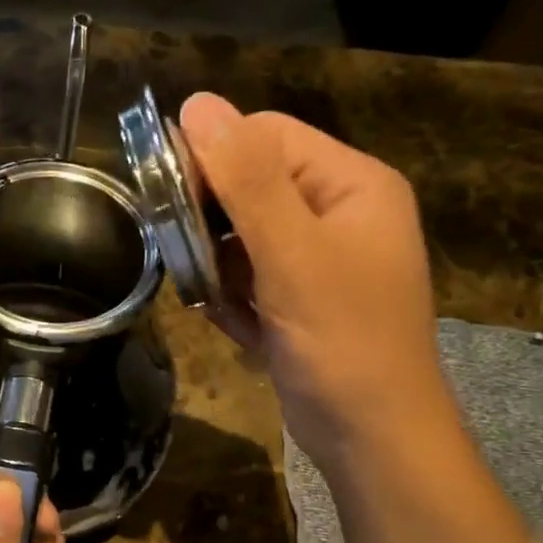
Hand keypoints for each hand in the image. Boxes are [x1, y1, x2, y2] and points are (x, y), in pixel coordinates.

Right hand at [181, 92, 450, 468]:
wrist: (374, 440)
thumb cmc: (341, 342)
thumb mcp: (292, 254)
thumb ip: (246, 178)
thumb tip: (198, 103)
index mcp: (351, 184)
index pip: (266, 136)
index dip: (213, 157)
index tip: (169, 197)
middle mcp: (339, 212)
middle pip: (252, 185)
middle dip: (213, 224)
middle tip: (189, 259)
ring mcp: (320, 260)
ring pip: (243, 237)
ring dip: (219, 268)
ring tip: (221, 303)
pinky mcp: (301, 300)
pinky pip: (250, 278)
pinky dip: (235, 301)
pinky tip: (243, 330)